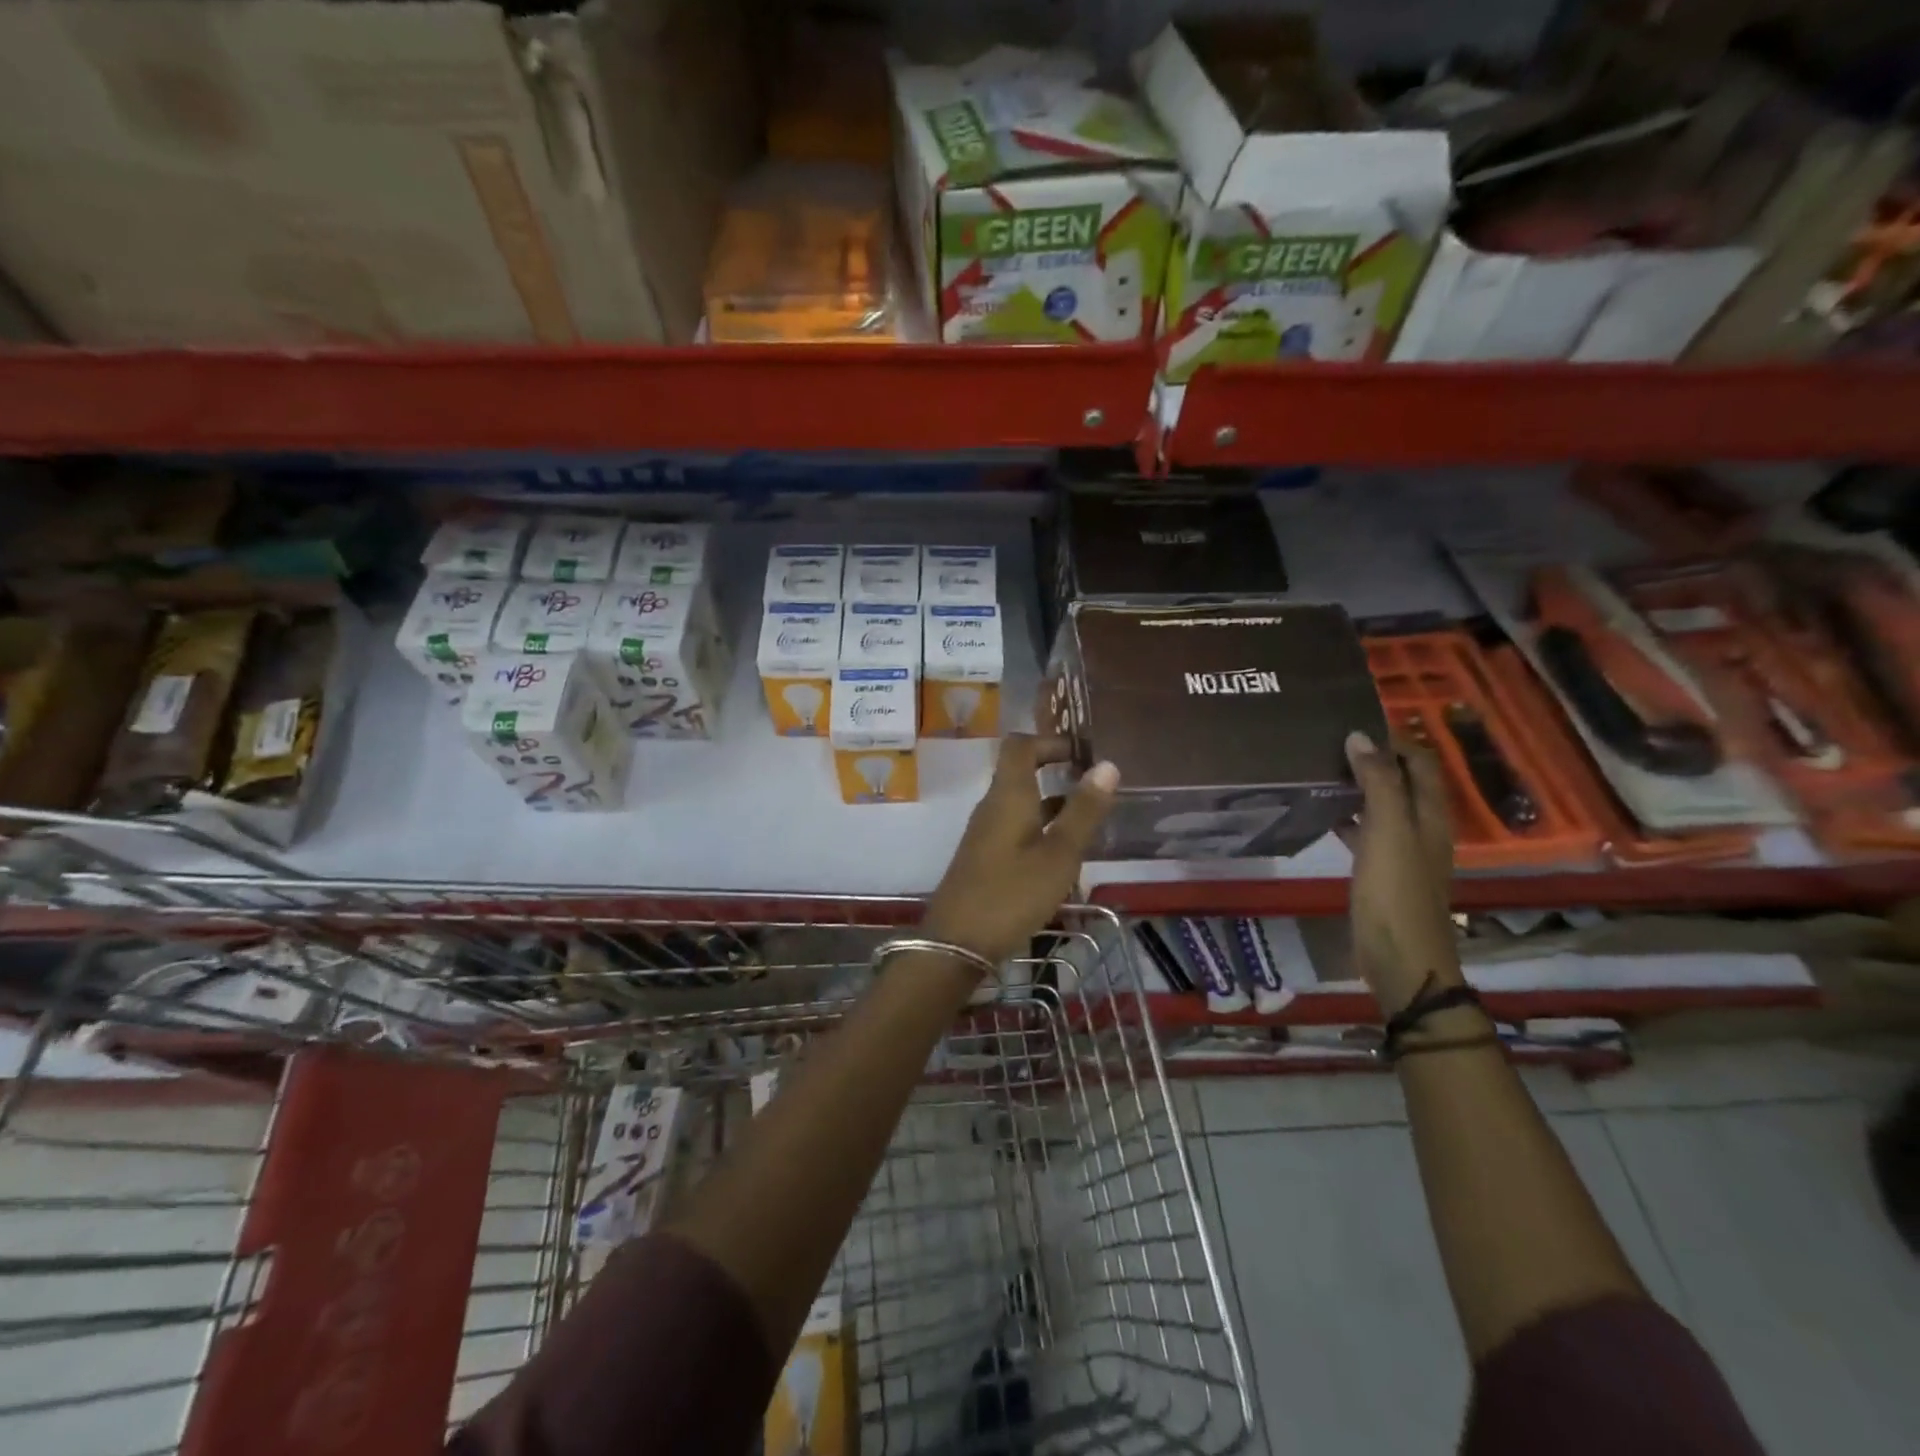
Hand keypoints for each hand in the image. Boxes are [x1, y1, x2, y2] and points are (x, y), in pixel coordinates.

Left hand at [922, 735, 1118, 967]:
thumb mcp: (1059, 854)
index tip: (1083, 752)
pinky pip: (1015, 828)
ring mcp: (985, 833)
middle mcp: (993, 806)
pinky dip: (1041, 828)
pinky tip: (1063, 854)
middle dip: (1056, 771)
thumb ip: (1083, 811)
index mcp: (1008, 795)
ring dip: (1052, 803)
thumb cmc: (1012, 893)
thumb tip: (1107, 765)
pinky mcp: (984, 857)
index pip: (1021, 745)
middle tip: (1095, 785)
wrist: (957, 941)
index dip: (1050, 740)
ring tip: (1089, 819)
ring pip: (1021, 803)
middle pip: (1021, 772)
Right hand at [1341, 730, 1460, 1014]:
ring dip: (1358, 786)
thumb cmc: (1395, 891)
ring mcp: (1402, 851)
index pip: (1419, 760)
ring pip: (1382, 805)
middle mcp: (1421, 827)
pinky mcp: (1382, 872)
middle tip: (1328, 743)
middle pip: (1402, 780)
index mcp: (1430, 813)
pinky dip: (1348, 817)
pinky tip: (1321, 815)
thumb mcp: (1387, 831)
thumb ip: (1377, 782)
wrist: (1401, 959)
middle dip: (1373, 758)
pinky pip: (1366, 832)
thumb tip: (1359, 736)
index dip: (1393, 739)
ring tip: (1319, 771)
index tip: (1351, 723)